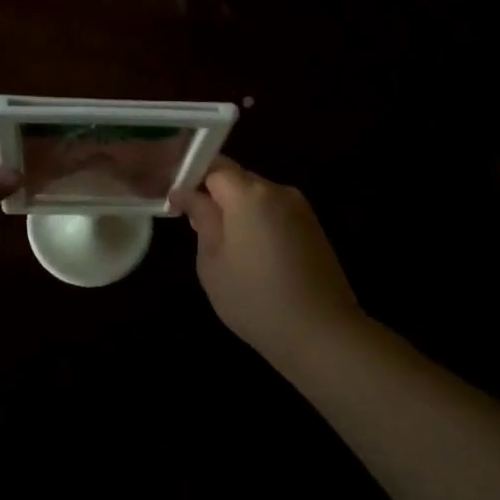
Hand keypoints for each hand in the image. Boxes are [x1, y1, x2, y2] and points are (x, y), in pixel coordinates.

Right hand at [170, 156, 361, 351]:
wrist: (321, 332)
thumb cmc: (255, 299)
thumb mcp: (212, 262)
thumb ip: (202, 219)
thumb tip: (188, 194)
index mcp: (249, 194)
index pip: (214, 166)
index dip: (193, 179)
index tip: (179, 203)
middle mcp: (278, 190)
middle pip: (238, 178)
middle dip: (216, 196)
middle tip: (199, 228)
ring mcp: (300, 208)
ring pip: (258, 196)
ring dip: (239, 211)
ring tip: (227, 248)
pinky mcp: (313, 227)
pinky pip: (276, 212)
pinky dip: (260, 224)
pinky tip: (255, 257)